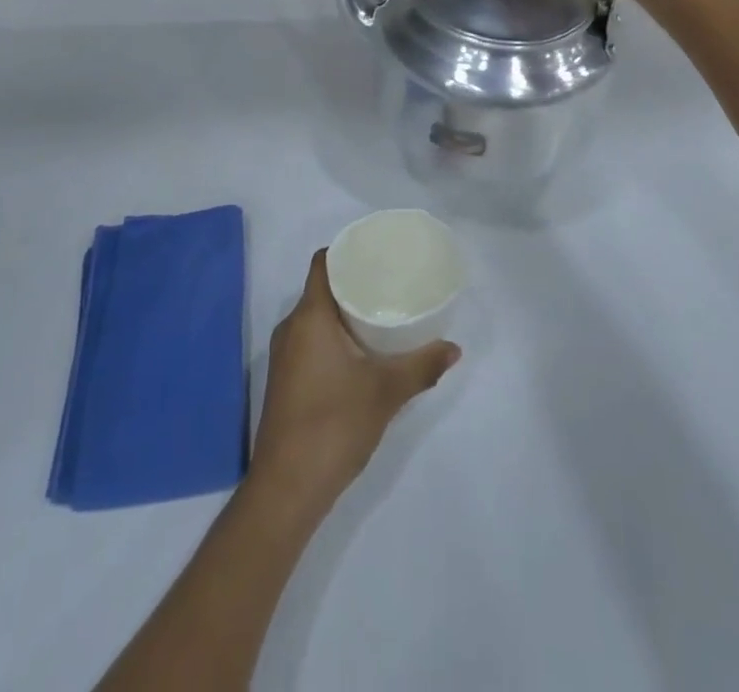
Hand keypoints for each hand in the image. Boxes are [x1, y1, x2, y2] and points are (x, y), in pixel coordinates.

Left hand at [249, 250, 459, 515]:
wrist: (287, 488)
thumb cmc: (333, 425)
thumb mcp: (385, 393)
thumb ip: (421, 367)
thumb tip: (454, 348)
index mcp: (309, 316)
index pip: (323, 263)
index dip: (347, 251)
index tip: (376, 252)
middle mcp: (291, 327)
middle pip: (321, 288)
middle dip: (353, 282)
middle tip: (390, 281)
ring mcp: (284, 355)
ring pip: (316, 317)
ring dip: (345, 312)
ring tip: (381, 312)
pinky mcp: (286, 379)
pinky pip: (311, 339)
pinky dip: (334, 335)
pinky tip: (362, 351)